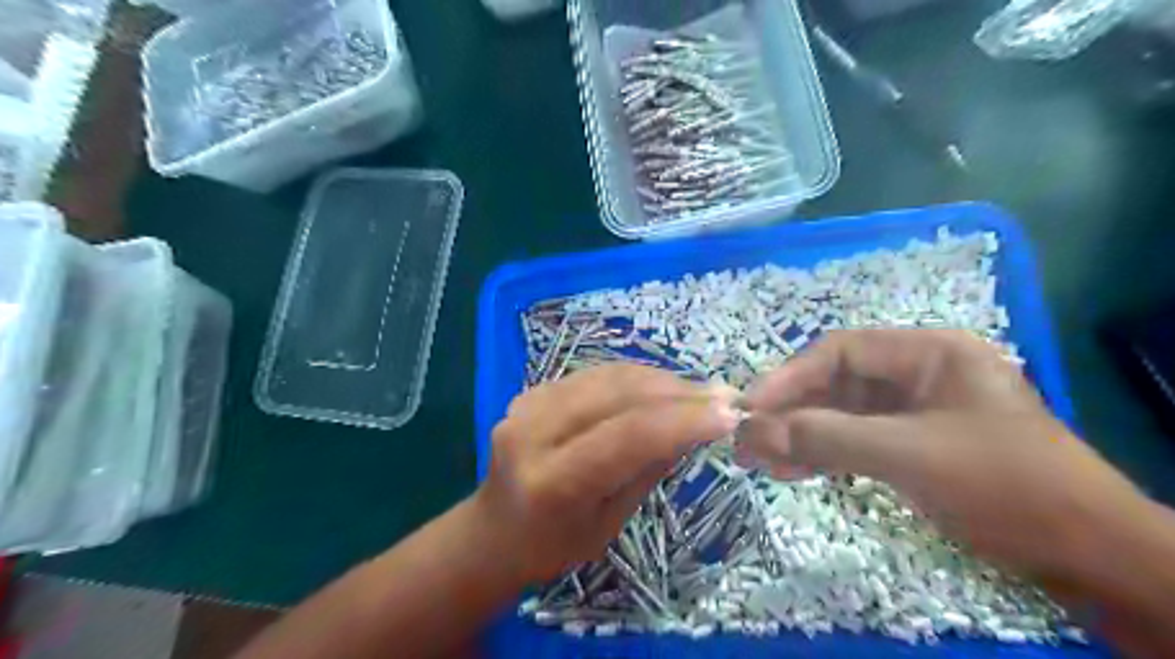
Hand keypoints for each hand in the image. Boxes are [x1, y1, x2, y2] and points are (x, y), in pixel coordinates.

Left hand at [475, 362, 732, 584]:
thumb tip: (694, 425)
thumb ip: (647, 467)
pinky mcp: (532, 391)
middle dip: (678, 392)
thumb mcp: (610, 522)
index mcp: (552, 481)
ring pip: (609, 376)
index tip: (730, 412)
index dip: (683, 420)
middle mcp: (533, 432)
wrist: (494, 529)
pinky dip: (635, 378)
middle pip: (619, 394)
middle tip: (722, 396)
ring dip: (661, 379)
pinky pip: (595, 374)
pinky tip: (661, 387)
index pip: (627, 436)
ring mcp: (527, 404)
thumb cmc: (554, 545)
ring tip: (698, 391)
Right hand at [742, 331, 1149, 581]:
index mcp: (928, 353)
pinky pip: (856, 442)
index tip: (752, 407)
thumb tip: (752, 430)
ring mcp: (915, 413)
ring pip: (842, 416)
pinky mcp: (913, 447)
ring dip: (801, 436)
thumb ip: (825, 437)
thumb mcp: (908, 454)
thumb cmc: (1003, 484)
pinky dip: (824, 455)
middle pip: (837, 384)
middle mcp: (918, 375)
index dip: (791, 377)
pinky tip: (791, 469)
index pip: (841, 352)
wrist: (1088, 556)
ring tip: (759, 460)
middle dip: (791, 412)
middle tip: (747, 438)